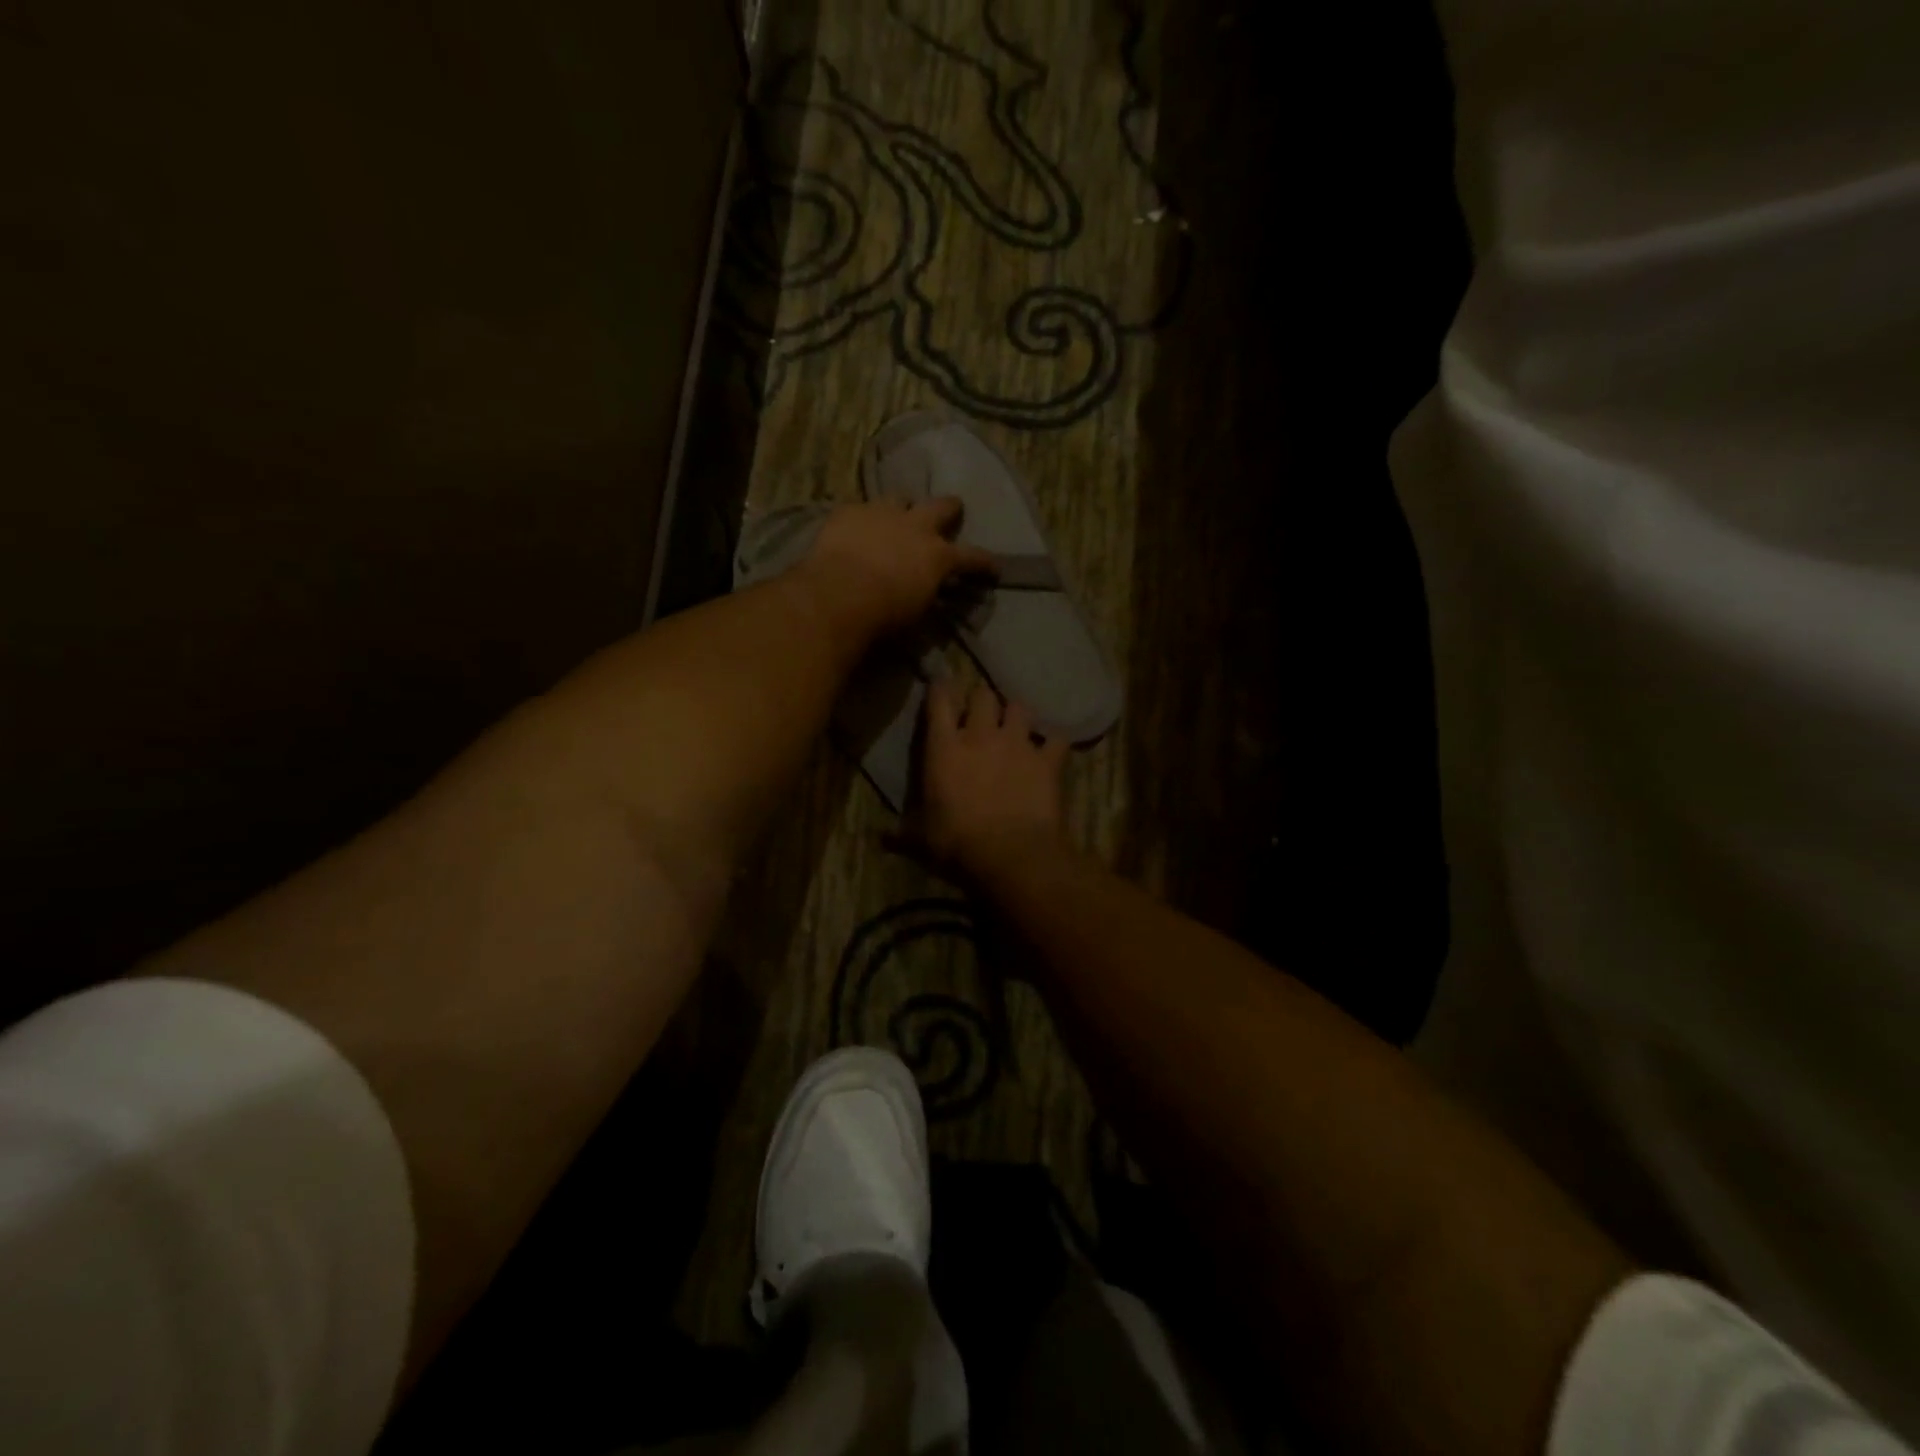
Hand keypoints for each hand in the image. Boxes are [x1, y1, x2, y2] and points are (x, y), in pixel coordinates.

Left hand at [800, 498, 996, 636]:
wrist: (838, 595)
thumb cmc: (884, 614)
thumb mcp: (917, 613)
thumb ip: (928, 595)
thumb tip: (932, 593)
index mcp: (938, 556)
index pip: (972, 557)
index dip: (985, 563)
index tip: (994, 568)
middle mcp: (916, 526)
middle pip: (942, 506)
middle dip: (950, 509)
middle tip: (952, 510)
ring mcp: (882, 513)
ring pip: (900, 498)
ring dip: (902, 508)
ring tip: (895, 517)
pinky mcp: (850, 511)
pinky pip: (861, 509)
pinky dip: (863, 519)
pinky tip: (855, 530)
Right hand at [919, 680, 1070, 877]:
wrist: (1010, 854)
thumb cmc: (957, 843)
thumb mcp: (923, 840)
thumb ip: (903, 833)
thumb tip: (880, 838)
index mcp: (945, 748)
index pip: (940, 701)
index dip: (941, 688)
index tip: (941, 684)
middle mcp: (981, 735)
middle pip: (983, 695)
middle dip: (982, 699)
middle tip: (981, 711)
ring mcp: (1018, 744)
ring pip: (1020, 707)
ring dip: (1016, 714)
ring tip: (1015, 724)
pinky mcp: (1047, 760)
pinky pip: (1056, 739)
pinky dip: (1054, 742)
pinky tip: (1051, 748)